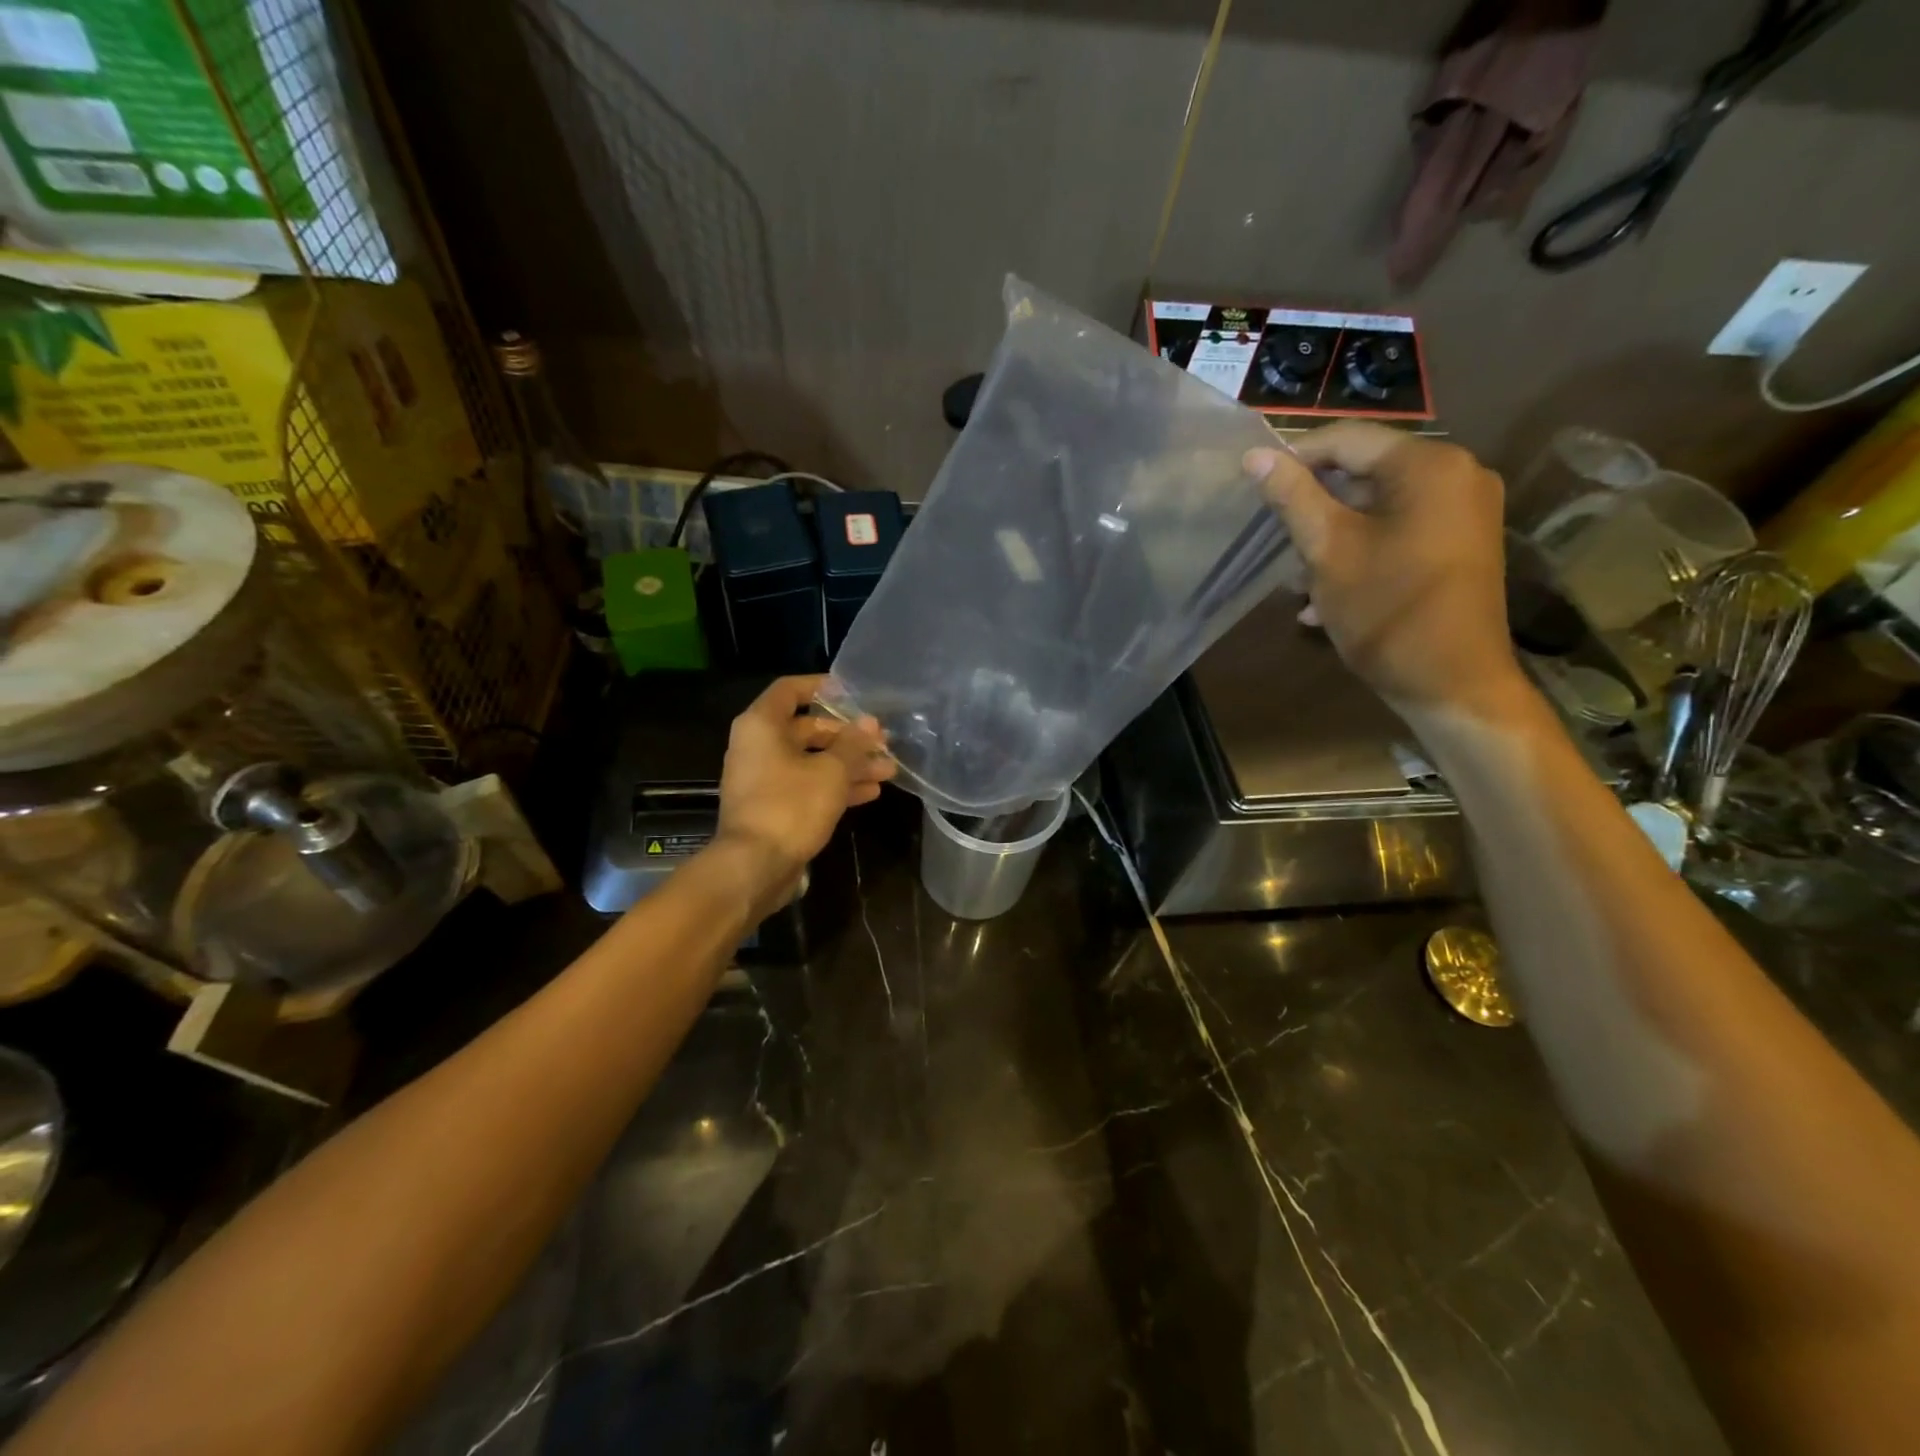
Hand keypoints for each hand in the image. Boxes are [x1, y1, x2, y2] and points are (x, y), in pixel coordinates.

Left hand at [712, 675, 894, 909]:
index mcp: (762, 726)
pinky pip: (807, 786)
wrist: (754, 866)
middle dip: (848, 736)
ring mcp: (764, 779)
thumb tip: (870, 722)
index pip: (790, 690)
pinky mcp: (772, 807)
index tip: (851, 691)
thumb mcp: (831, 771)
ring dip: (848, 764)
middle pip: (807, 729)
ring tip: (887, 770)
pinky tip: (870, 792)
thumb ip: (853, 744)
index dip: (821, 686)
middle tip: (882, 742)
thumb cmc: (790, 806)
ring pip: (811, 761)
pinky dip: (835, 786)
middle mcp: (758, 746)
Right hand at [1246, 422, 1523, 720]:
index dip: (1295, 456)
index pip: (1347, 439)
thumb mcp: (1328, 550)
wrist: (1452, 683)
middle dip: (1315, 506)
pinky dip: (1362, 552)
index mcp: (1428, 465)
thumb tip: (1255, 456)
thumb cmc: (1386, 610)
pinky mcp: (1463, 545)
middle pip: (1366, 472)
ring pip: (1380, 507)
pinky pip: (1401, 531)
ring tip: (1298, 581)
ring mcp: (1465, 512)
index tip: (1255, 485)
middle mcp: (1458, 474)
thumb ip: (1292, 497)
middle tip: (1277, 540)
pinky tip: (1327, 596)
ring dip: (1333, 537)